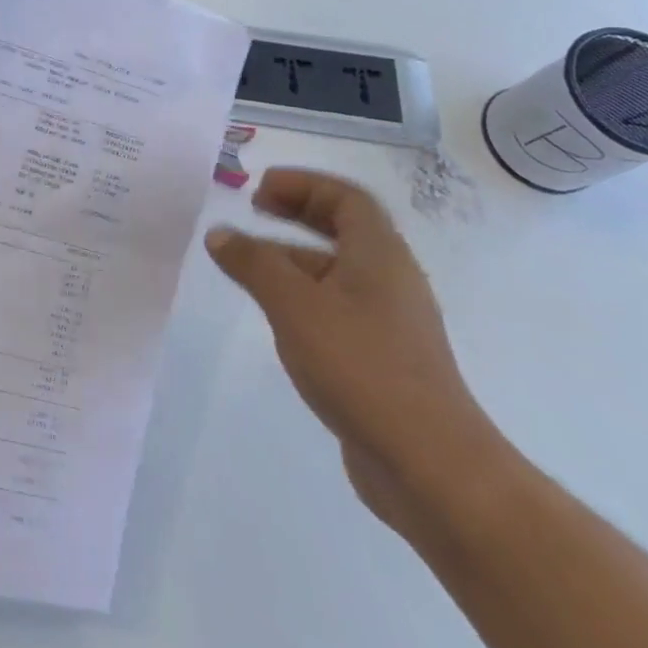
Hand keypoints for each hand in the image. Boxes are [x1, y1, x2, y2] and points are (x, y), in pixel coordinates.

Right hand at [206, 168, 503, 534]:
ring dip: (293, 257)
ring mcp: (388, 322)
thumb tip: (219, 233)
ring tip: (247, 265)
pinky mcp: (380, 358)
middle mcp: (389, 280)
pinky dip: (301, 295)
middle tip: (254, 210)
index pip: (346, 198)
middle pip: (344, 229)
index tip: (259, 188)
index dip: (303, 184)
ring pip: (336, 271)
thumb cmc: (360, 365)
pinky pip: (335, 307)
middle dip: (297, 213)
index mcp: (379, 255)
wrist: (428, 463)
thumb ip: (254, 264)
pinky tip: (276, 315)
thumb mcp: (294, 305)